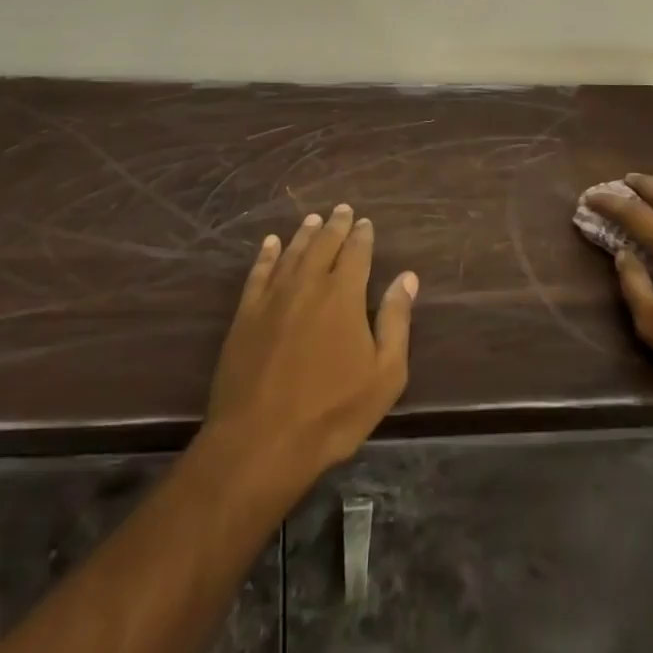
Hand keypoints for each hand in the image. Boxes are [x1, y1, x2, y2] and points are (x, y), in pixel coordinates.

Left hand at [204, 205, 418, 496]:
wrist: (260, 442)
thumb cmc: (332, 413)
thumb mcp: (384, 375)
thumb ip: (396, 321)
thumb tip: (407, 277)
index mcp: (344, 295)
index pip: (356, 252)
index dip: (362, 235)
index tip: (365, 222)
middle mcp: (309, 284)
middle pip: (324, 244)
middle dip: (335, 225)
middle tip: (342, 210)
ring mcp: (273, 297)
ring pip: (292, 253)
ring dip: (305, 233)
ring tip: (313, 219)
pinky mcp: (246, 315)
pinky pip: (258, 273)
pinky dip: (267, 254)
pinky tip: (271, 244)